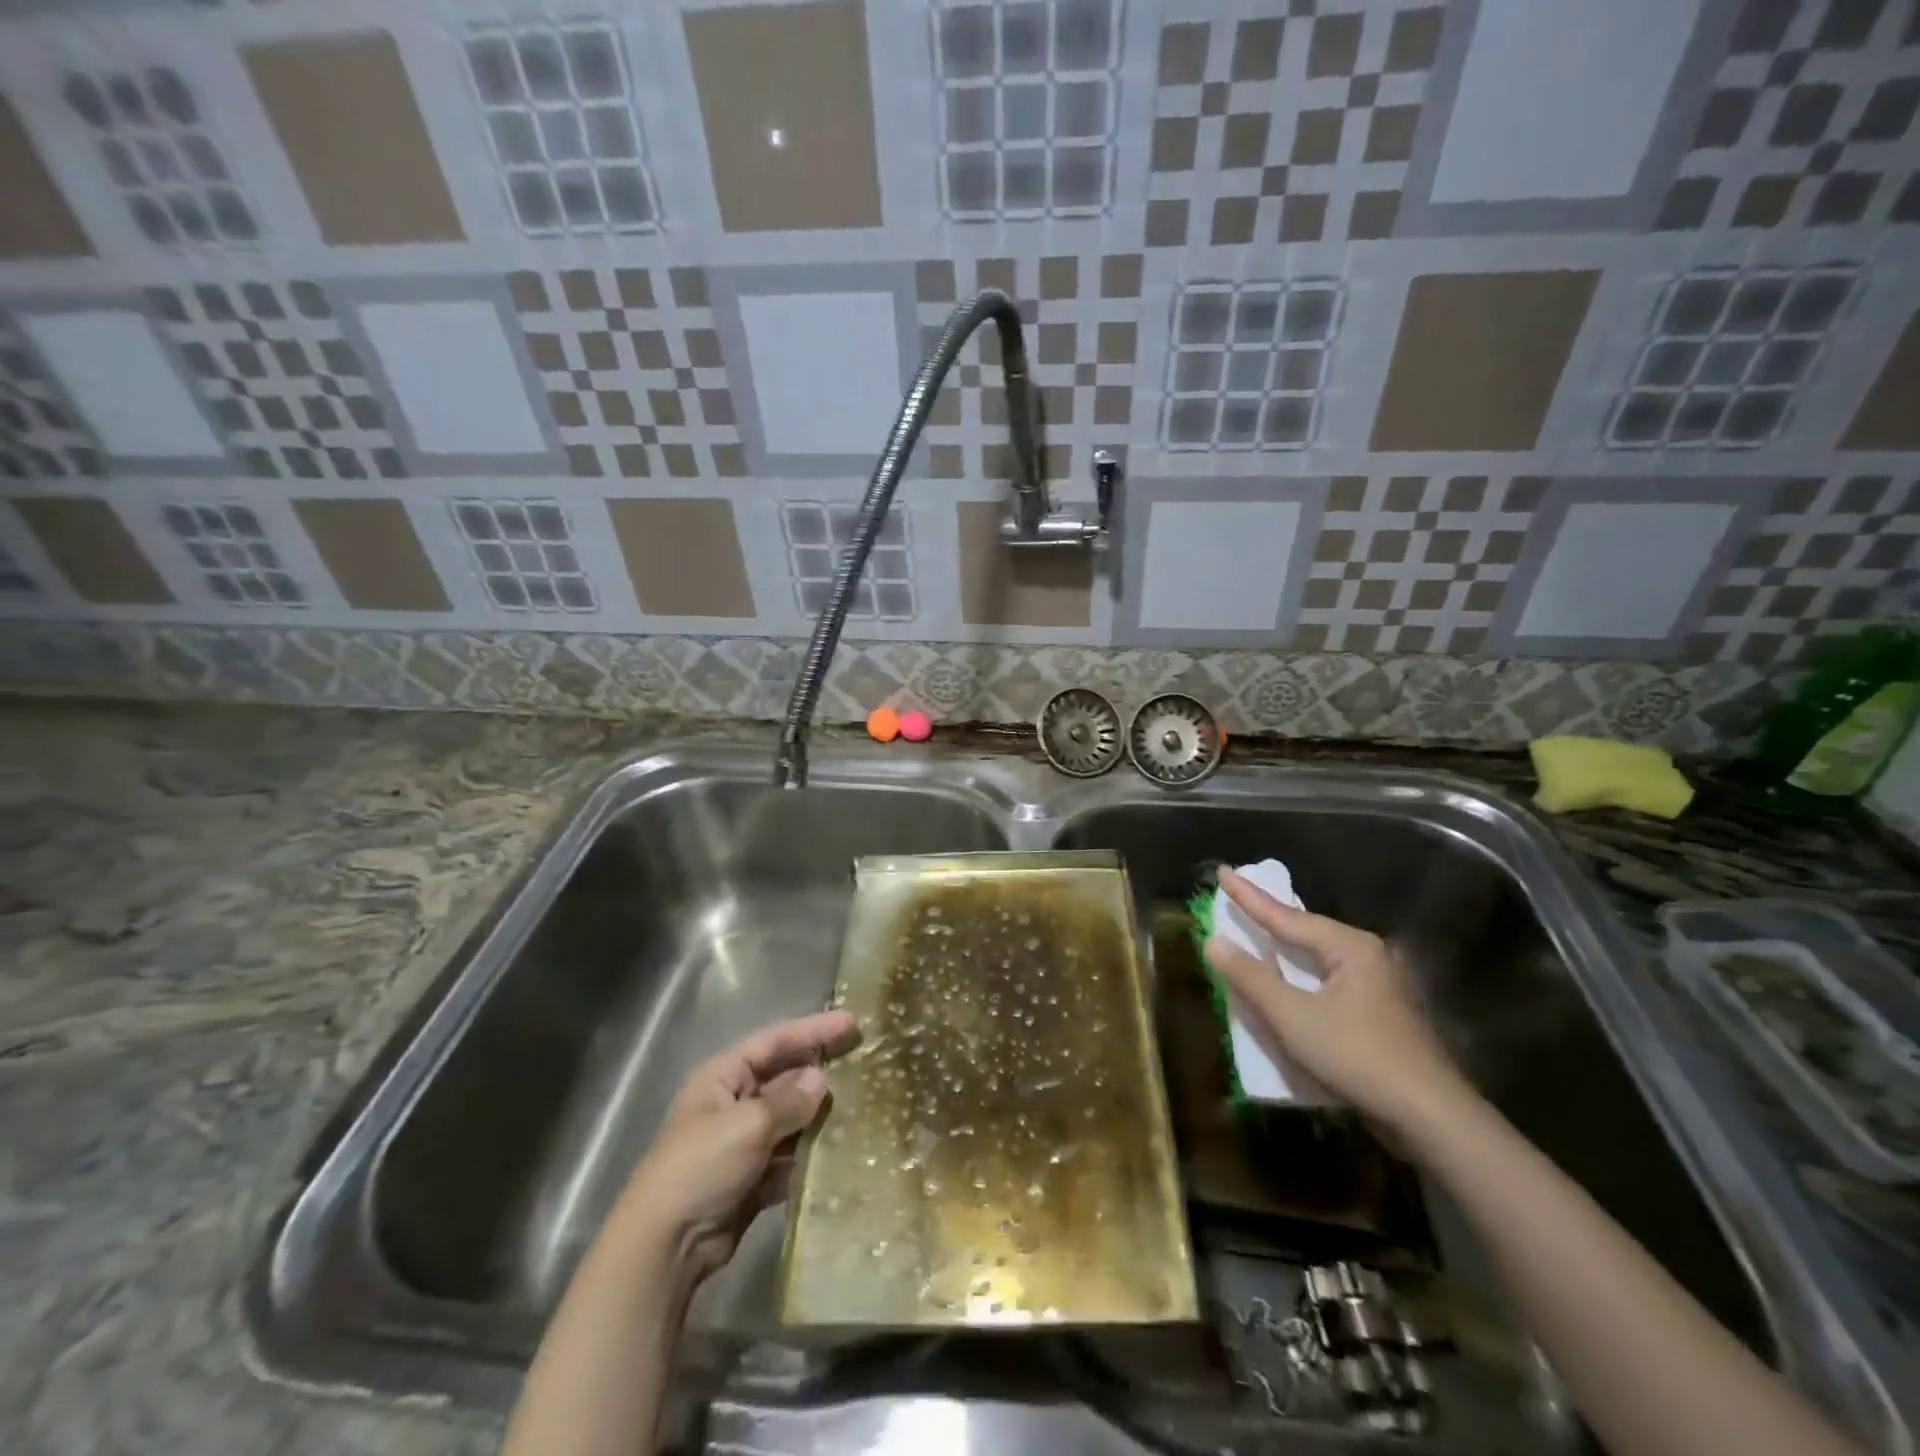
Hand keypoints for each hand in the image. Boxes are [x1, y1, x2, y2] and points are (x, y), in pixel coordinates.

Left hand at [620, 1010, 858, 1283]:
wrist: (664, 1247)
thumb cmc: (700, 1167)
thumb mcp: (747, 1125)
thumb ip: (789, 1101)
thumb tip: (820, 1079)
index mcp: (722, 1078)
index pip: (774, 1042)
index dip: (813, 1030)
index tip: (851, 1022)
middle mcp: (732, 1103)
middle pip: (784, 1078)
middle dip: (819, 1071)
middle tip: (863, 1061)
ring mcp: (742, 1142)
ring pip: (790, 1118)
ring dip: (819, 1115)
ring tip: (861, 1105)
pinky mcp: (752, 1178)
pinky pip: (789, 1156)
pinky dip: (811, 1153)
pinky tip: (841, 1150)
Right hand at [1204, 868, 1464, 1130]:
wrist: (1430, 1118)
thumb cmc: (1357, 1056)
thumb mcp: (1293, 1016)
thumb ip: (1251, 977)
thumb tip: (1214, 941)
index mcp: (1349, 947)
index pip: (1286, 916)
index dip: (1248, 896)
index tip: (1222, 871)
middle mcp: (1367, 956)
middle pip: (1306, 931)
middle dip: (1270, 916)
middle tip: (1238, 895)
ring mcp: (1378, 986)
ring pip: (1318, 957)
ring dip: (1285, 948)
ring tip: (1257, 930)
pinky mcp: (1380, 1014)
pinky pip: (1328, 981)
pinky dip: (1301, 975)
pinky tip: (1290, 978)